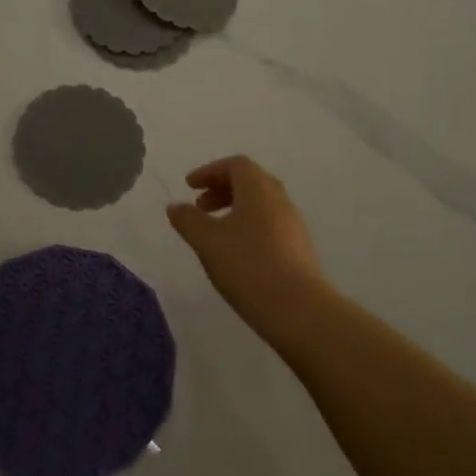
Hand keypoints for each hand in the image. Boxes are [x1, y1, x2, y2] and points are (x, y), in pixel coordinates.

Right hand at [166, 156, 333, 345]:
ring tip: (215, 233)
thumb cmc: (248, 266)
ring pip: (262, 205)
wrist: (299, 310)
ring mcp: (294, 226)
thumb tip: (175, 206)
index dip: (210, 171)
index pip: (236, 165)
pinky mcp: (300, 250)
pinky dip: (249, 228)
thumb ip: (188, 220)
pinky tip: (237, 254)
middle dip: (222, 189)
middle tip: (200, 207)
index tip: (190, 186)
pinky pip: (270, 226)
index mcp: (259, 189)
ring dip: (236, 210)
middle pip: (251, 182)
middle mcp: (280, 200)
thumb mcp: (207, 242)